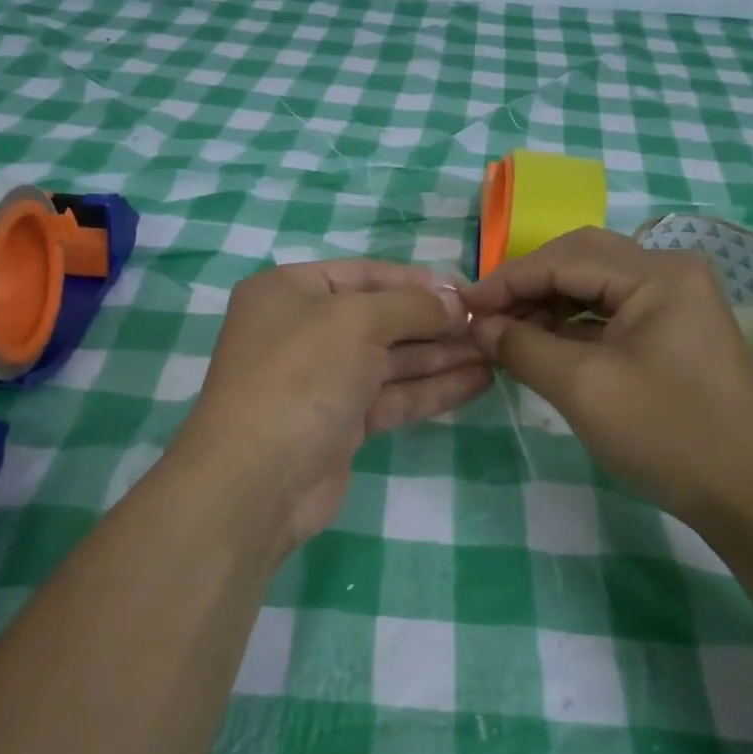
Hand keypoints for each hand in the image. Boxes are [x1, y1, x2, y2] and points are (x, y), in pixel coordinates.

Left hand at [179, 259, 491, 548]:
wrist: (258, 479)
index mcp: (290, 292)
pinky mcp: (340, 422)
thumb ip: (411, 306)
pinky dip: (431, 388)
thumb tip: (454, 303)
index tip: (466, 290)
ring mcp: (321, 379)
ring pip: (390, 359)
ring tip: (494, 351)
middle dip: (434, 322)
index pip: (364, 274)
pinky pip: (391, 395)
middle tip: (488, 325)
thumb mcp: (357, 321)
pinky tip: (477, 382)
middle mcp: (303, 330)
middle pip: (381, 318)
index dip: (415, 280)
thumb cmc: (302, 375)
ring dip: (441, 355)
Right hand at [463, 227, 752, 518]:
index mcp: (658, 273)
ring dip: (547, 305)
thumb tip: (478, 325)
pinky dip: (572, 325)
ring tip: (506, 335)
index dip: (509, 280)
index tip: (464, 306)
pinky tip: (541, 346)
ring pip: (594, 285)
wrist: (748, 495)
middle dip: (528, 286)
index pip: (565, 258)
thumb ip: (522, 346)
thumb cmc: (666, 434)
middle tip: (484, 317)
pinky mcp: (673, 330)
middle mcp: (670, 272)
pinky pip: (610, 312)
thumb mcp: (583, 388)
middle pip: (581, 260)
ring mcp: (676, 301)